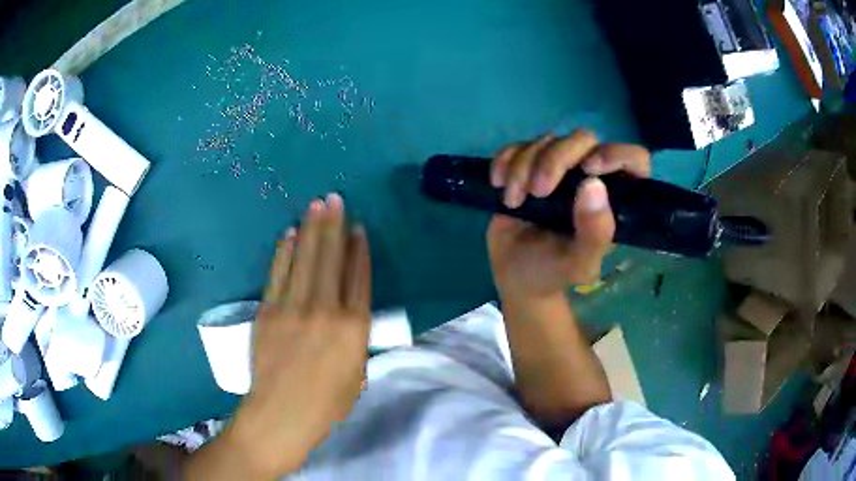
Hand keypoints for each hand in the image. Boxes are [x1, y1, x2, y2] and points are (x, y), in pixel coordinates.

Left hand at [228, 193, 371, 476]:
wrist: (280, 415)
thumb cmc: (326, 405)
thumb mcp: (357, 375)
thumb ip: (355, 341)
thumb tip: (349, 314)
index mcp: (354, 329)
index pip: (358, 278)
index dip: (359, 251)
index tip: (358, 229)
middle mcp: (326, 311)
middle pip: (331, 259)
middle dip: (334, 226)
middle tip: (335, 199)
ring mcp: (293, 308)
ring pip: (305, 259)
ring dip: (311, 230)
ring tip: (316, 205)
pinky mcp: (268, 310)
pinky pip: (278, 273)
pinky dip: (284, 251)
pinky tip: (290, 233)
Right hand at [487, 131, 649, 298]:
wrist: (514, 275)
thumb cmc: (553, 273)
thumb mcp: (579, 264)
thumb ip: (595, 234)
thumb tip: (593, 185)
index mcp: (614, 198)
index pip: (634, 160)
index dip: (617, 154)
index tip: (589, 169)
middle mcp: (590, 176)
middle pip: (583, 140)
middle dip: (555, 160)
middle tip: (537, 192)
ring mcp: (559, 167)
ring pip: (547, 140)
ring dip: (524, 165)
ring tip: (513, 201)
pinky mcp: (529, 164)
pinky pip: (518, 145)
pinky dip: (505, 160)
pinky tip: (499, 184)